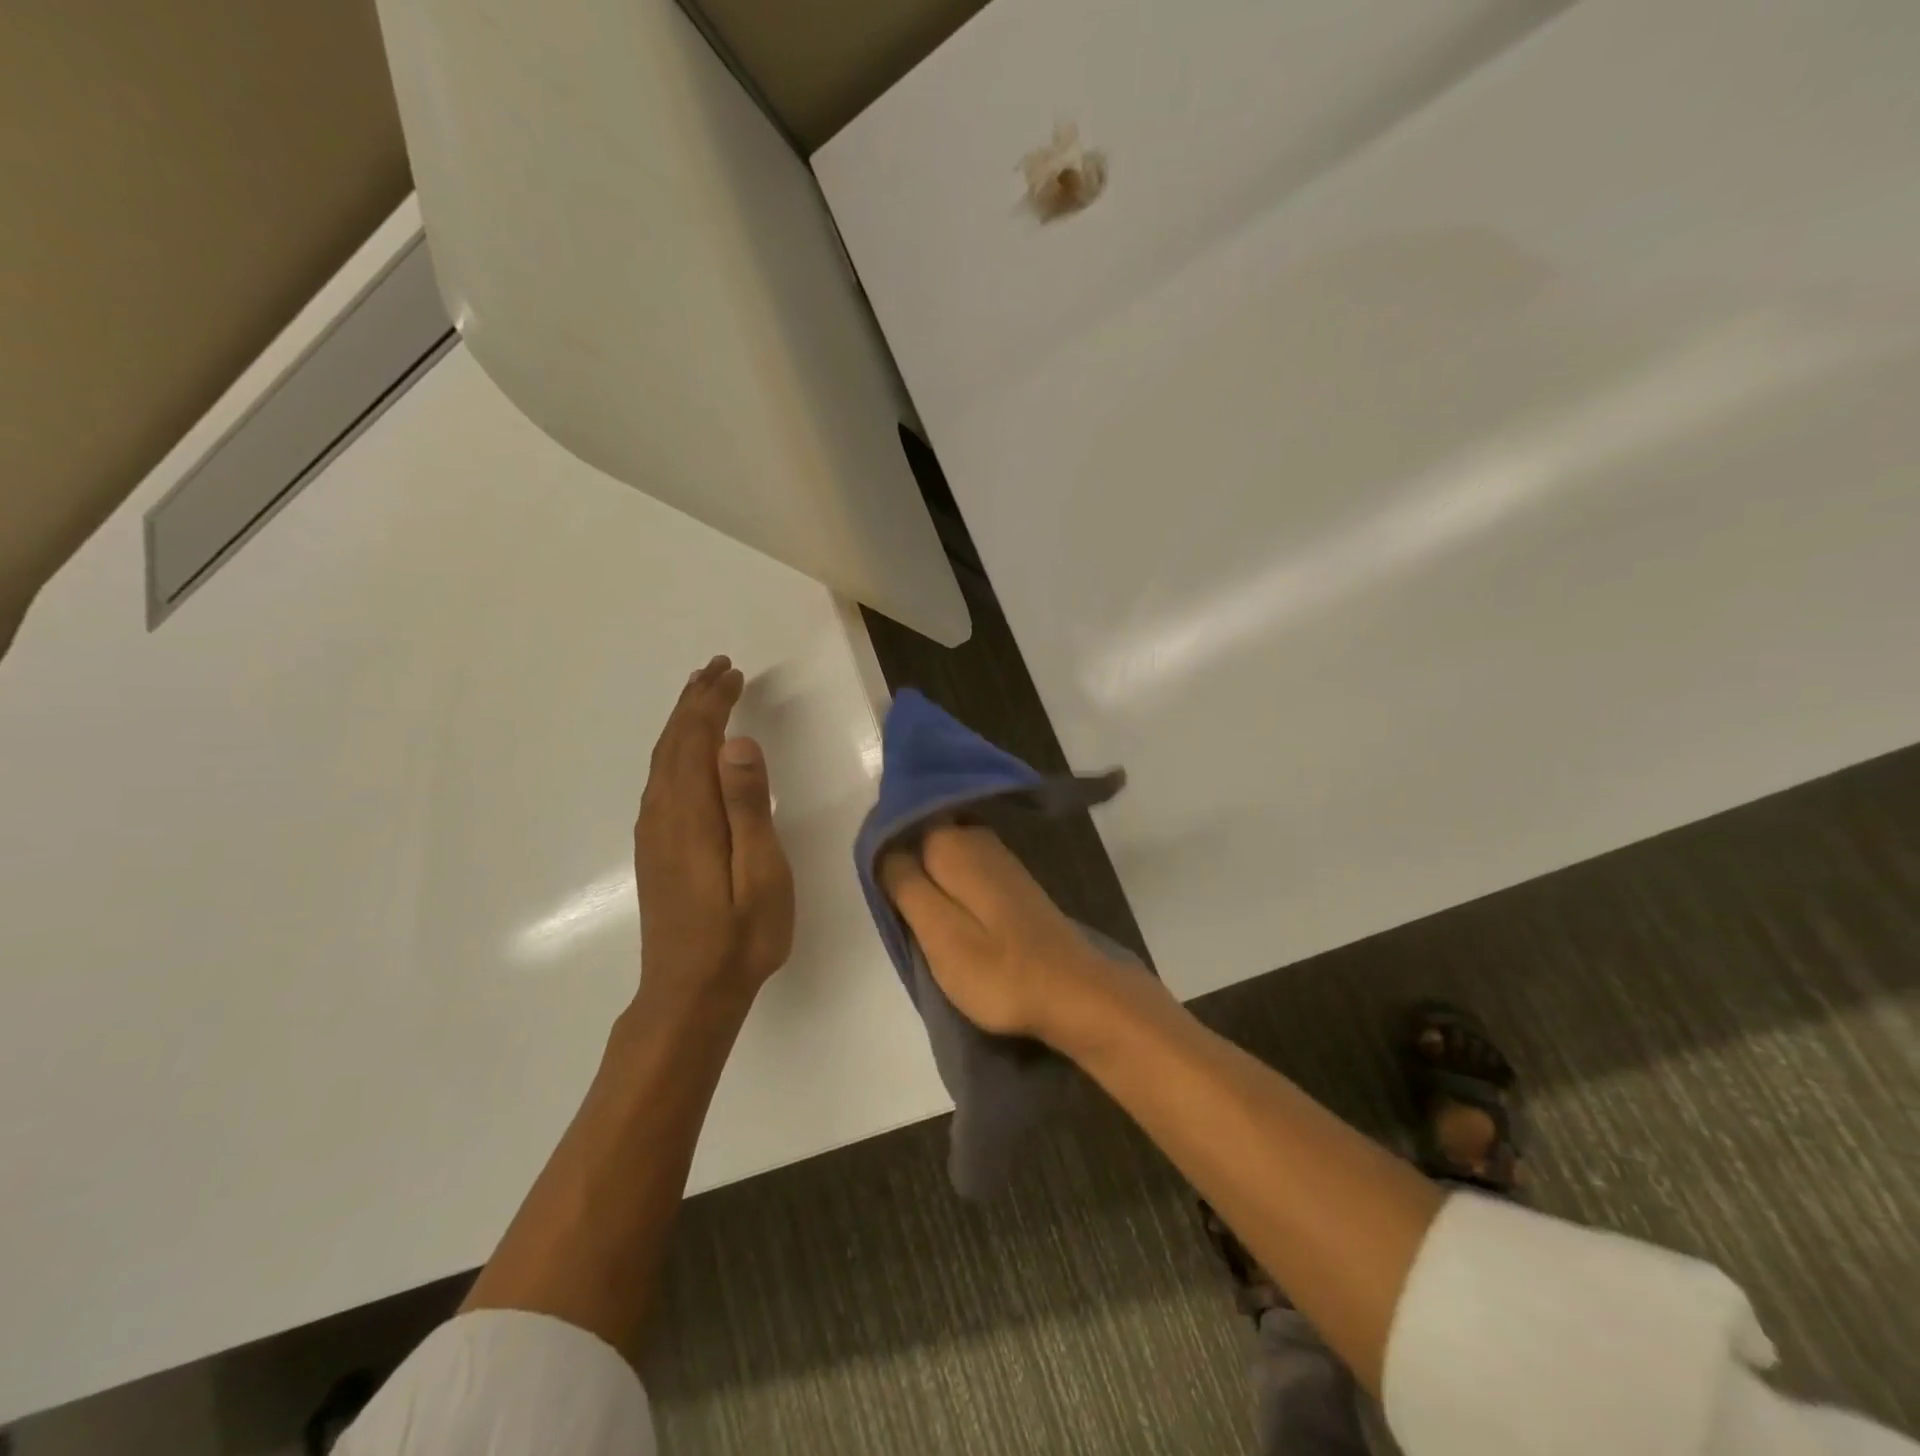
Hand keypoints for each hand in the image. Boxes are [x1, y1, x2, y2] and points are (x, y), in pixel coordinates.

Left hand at [634, 656, 794, 1004]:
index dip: (713, 702)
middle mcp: (663, 814)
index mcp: (692, 814)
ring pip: (662, 761)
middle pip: (673, 743)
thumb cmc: (739, 935)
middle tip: (718, 669)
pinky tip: (686, 755)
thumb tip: (737, 743)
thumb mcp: (760, 872)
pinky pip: (660, 781)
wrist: (688, 994)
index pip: (697, 740)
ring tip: (702, 697)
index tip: (734, 674)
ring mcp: (654, 833)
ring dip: (682, 723)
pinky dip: (674, 751)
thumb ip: (748, 807)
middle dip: (694, 701)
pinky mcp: (654, 850)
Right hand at [880, 825, 1131, 1043]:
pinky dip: (951, 889)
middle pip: (924, 837)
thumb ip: (905, 885)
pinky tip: (949, 917)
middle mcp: (977, 837)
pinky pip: (966, 872)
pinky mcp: (1012, 884)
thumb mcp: (938, 933)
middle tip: (893, 907)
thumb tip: (883, 850)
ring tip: (916, 918)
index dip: (883, 849)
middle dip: (905, 864)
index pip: (902, 823)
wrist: (1074, 993)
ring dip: (928, 879)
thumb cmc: (999, 969)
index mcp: (954, 843)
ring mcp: (1000, 859)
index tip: (874, 882)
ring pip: (945, 856)